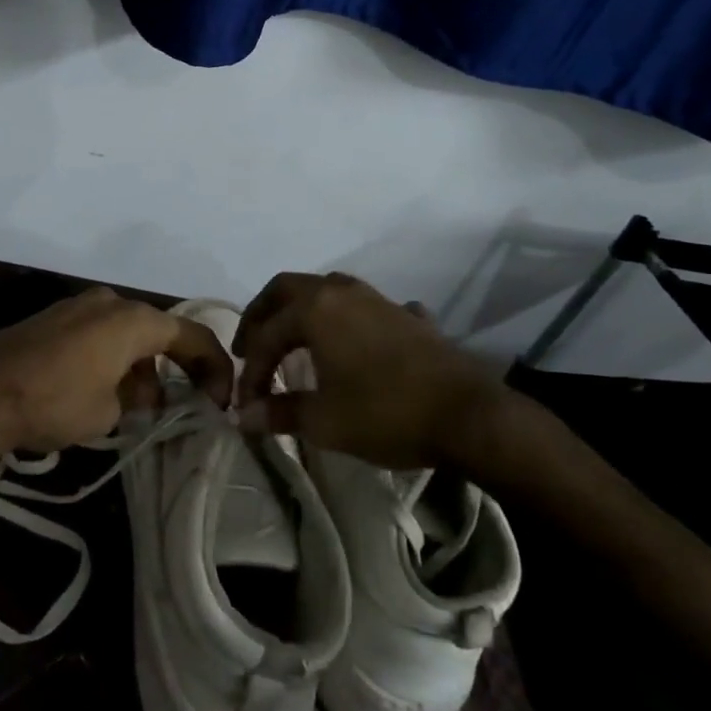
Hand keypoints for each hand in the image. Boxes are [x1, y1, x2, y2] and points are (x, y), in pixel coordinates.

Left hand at [0, 288, 233, 458]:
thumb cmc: (54, 400)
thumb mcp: (109, 412)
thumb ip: (137, 399)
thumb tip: (141, 395)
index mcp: (134, 319)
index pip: (192, 335)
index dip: (214, 368)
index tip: (220, 401)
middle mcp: (110, 302)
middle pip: (158, 332)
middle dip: (174, 369)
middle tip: (180, 408)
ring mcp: (78, 306)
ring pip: (127, 335)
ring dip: (140, 368)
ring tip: (138, 410)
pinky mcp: (53, 319)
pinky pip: (98, 336)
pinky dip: (112, 360)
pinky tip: (102, 393)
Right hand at [233, 272, 522, 472]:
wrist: (468, 415)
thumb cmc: (386, 413)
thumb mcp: (324, 421)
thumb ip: (278, 413)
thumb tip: (243, 417)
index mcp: (314, 309)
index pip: (265, 335)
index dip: (250, 370)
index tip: (245, 403)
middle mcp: (341, 292)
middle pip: (286, 289)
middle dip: (261, 316)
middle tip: (250, 346)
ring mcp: (377, 299)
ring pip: (325, 290)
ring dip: (301, 312)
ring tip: (293, 342)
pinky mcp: (405, 315)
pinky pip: (364, 307)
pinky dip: (347, 321)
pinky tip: (354, 341)